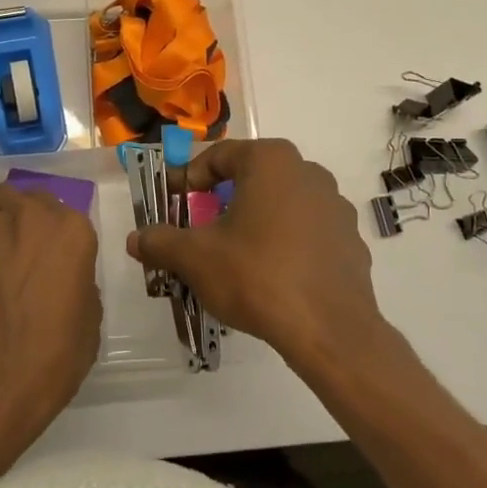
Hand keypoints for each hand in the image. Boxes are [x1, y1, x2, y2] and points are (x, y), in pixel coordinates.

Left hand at [0, 183, 101, 460]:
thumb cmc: (50, 358)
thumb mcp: (86, 320)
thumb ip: (73, 282)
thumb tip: (57, 278)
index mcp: (67, 230)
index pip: (48, 204)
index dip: (38, 226)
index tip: (34, 250)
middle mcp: (21, 217)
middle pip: (5, 196)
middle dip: (2, 217)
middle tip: (2, 253)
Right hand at [128, 139, 382, 370]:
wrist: (329, 330)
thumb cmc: (256, 276)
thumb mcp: (196, 258)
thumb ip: (161, 242)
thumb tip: (136, 239)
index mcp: (270, 161)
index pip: (219, 157)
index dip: (189, 178)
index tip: (172, 202)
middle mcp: (307, 172)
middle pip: (252, 178)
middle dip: (222, 200)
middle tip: (200, 228)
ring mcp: (335, 205)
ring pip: (281, 203)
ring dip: (255, 220)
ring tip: (234, 254)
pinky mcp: (350, 239)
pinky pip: (307, 231)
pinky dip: (285, 242)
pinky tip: (271, 274)